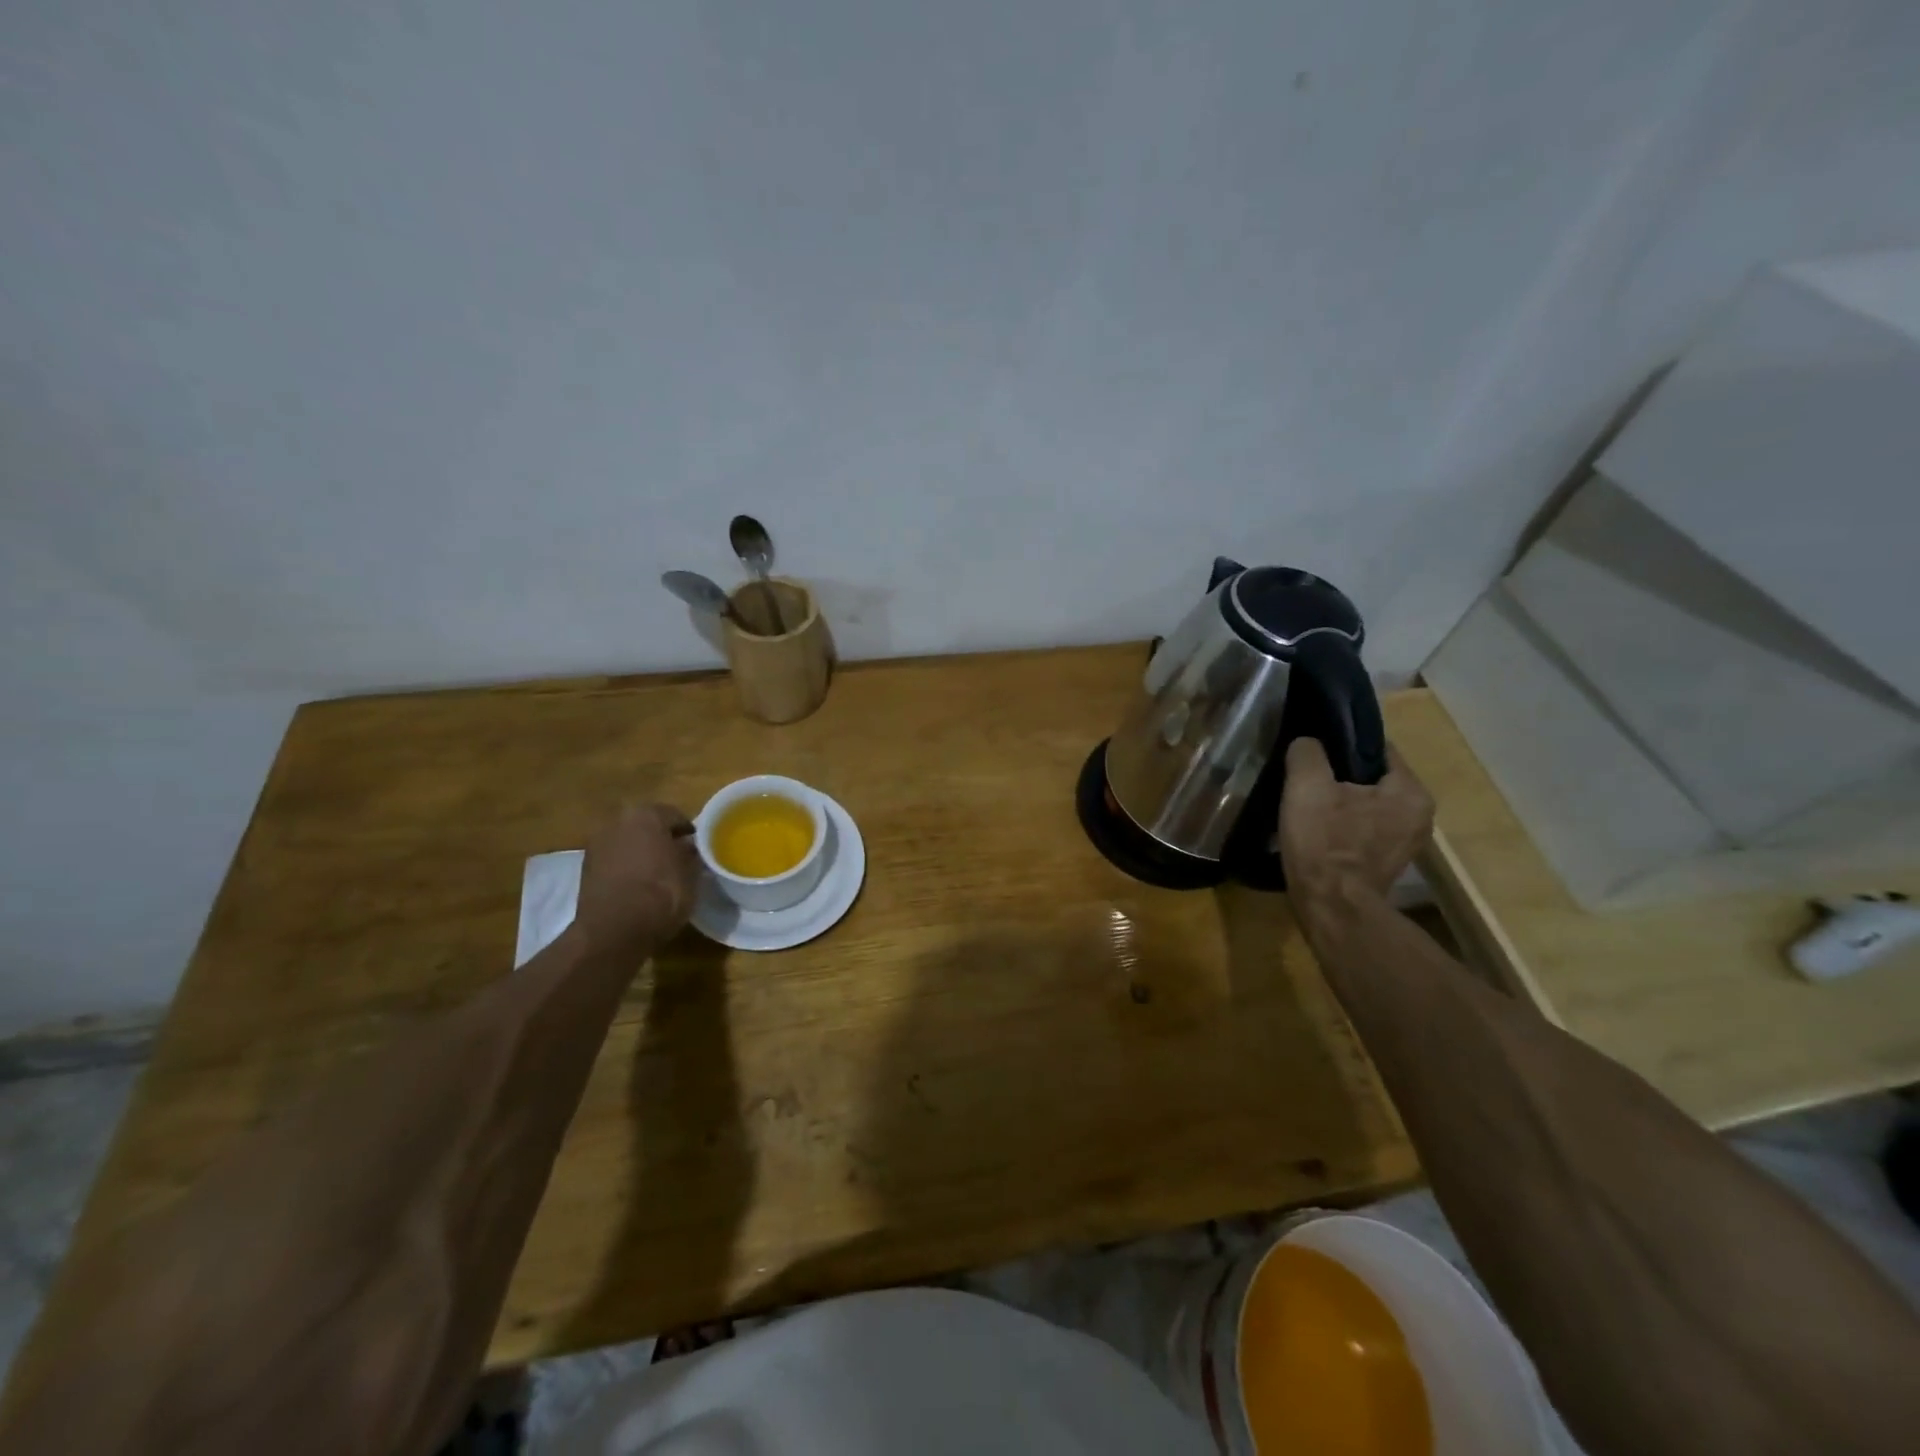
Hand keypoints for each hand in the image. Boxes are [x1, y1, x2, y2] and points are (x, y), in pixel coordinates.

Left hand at [573, 803, 700, 953]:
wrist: (613, 931)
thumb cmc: (661, 894)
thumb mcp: (690, 873)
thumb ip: (690, 853)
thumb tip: (687, 846)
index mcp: (647, 815)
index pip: (675, 815)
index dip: (689, 831)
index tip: (699, 846)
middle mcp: (618, 822)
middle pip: (647, 825)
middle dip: (661, 839)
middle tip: (678, 858)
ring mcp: (597, 844)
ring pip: (628, 842)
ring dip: (641, 853)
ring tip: (658, 874)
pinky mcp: (585, 869)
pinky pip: (614, 861)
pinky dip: (626, 868)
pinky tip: (638, 886)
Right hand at [1279, 737, 1433, 913]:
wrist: (1329, 907)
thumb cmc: (1324, 844)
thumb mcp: (1307, 786)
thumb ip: (1308, 752)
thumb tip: (1308, 743)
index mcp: (1410, 792)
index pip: (1376, 748)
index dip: (1340, 743)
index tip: (1312, 749)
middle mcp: (1419, 816)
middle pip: (1370, 778)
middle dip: (1339, 775)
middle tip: (1304, 778)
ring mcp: (1404, 843)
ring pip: (1364, 804)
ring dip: (1338, 802)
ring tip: (1306, 803)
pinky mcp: (1385, 863)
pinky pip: (1361, 829)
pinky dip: (1341, 825)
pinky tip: (1316, 829)